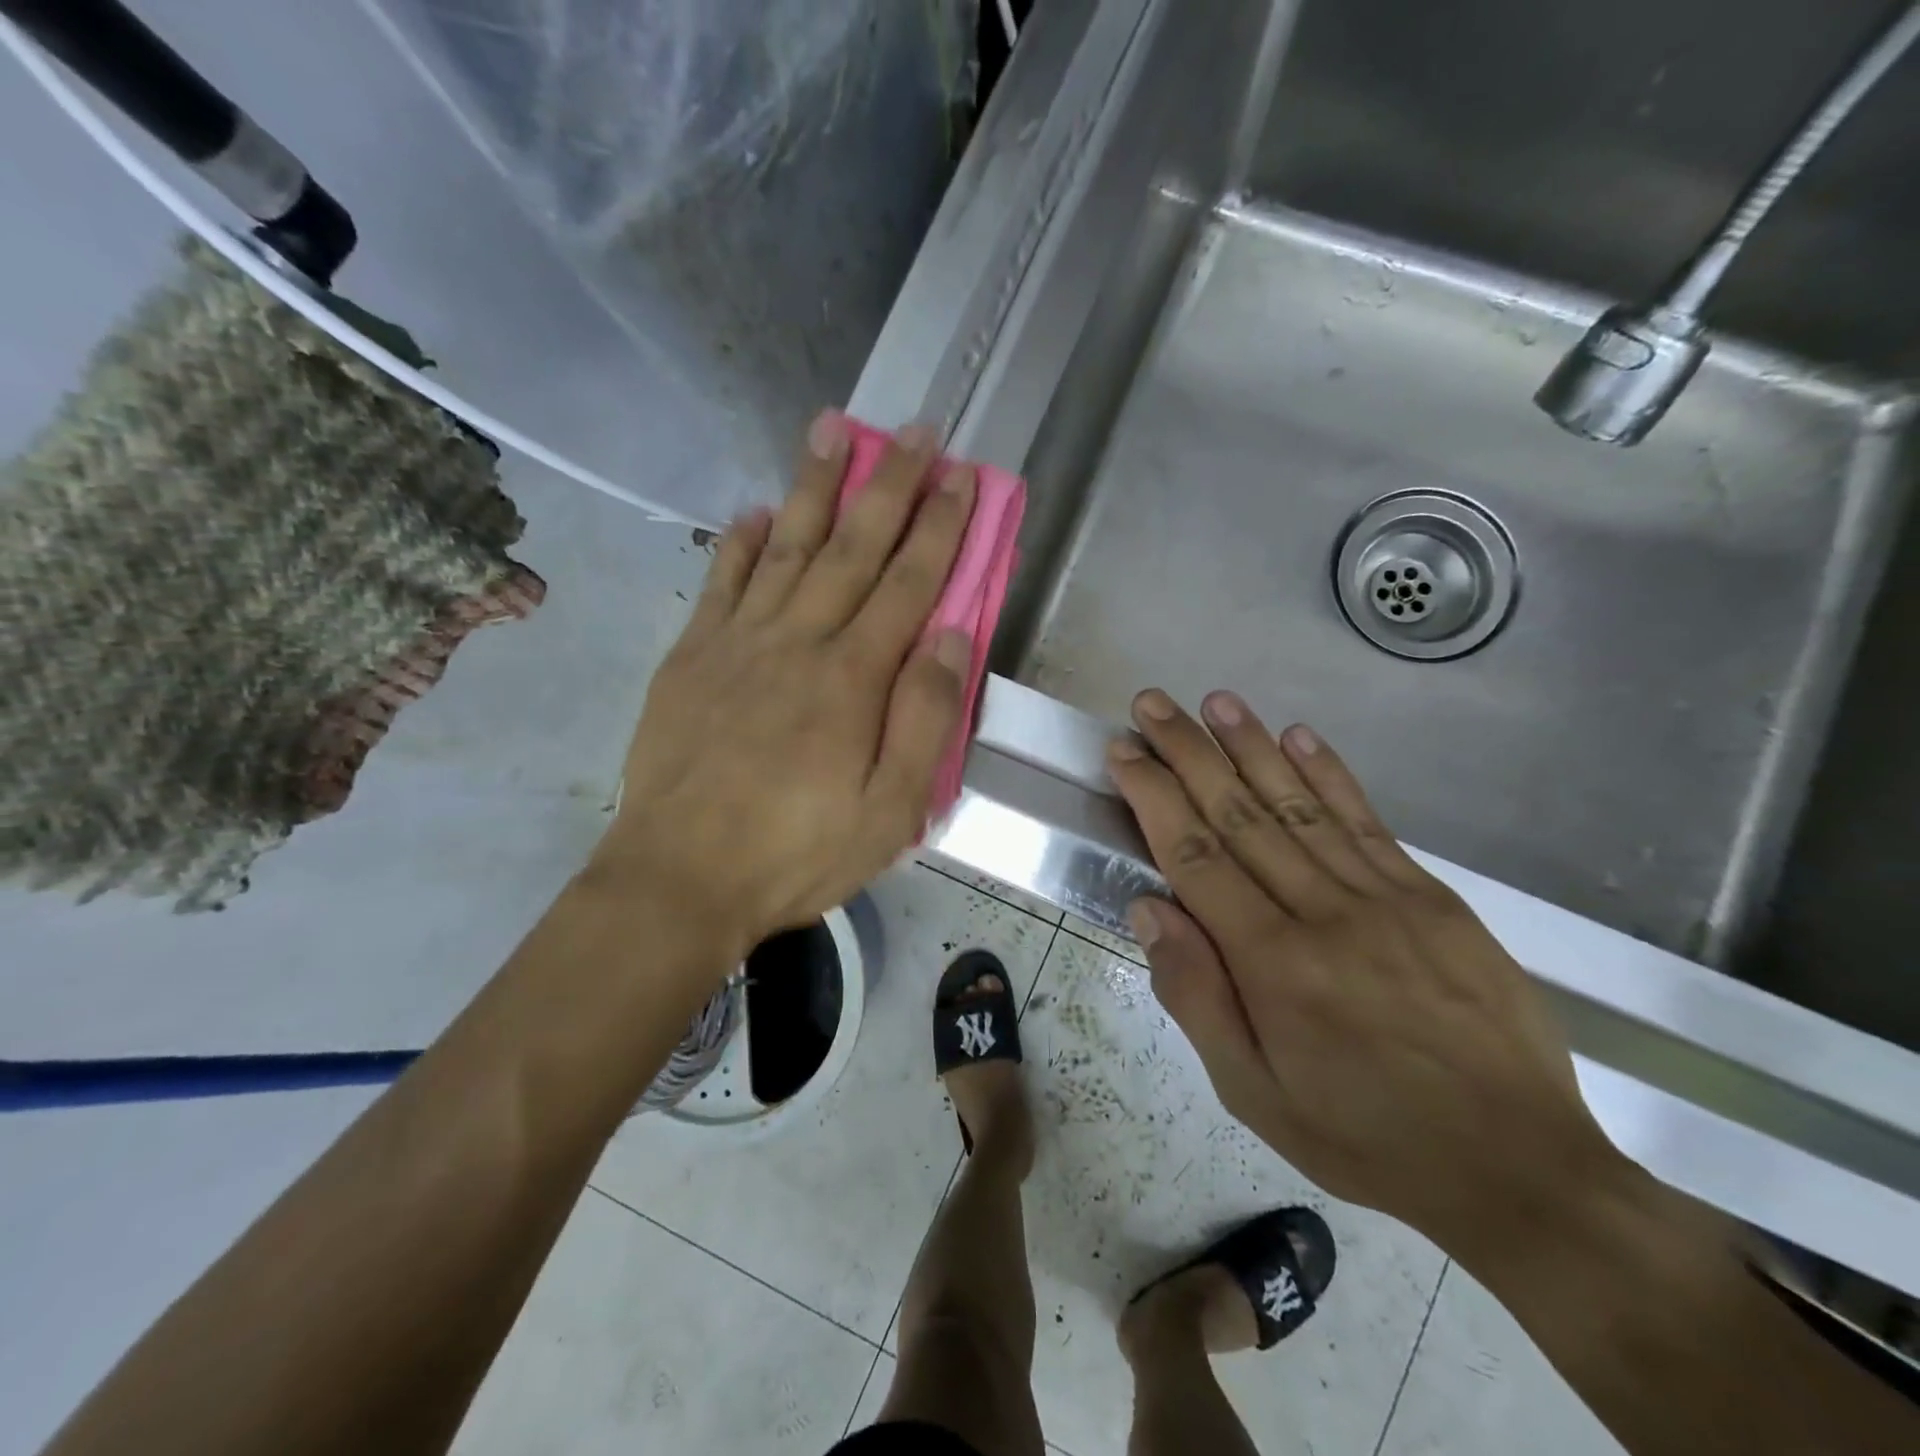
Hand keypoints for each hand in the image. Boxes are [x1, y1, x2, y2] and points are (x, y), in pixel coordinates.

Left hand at [591, 413, 976, 976]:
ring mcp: (738, 643)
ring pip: (785, 547)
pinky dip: (741, 543)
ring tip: (834, 430)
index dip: (940, 527)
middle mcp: (798, 641)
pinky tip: (756, 511)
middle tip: (917, 431)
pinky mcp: (691, 658)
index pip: (908, 584)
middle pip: (852, 547)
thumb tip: (951, 638)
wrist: (681, 879)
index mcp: (852, 678)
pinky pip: (721, 584)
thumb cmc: (798, 853)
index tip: (963, 476)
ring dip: (814, 487)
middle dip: (891, 485)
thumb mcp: (889, 810)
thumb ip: (925, 719)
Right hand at [1107, 688, 1620, 1252]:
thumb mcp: (1254, 1094)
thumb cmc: (1364, 1136)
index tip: (1124, 752)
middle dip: (1188, 752)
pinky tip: (1299, 734)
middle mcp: (1323, 912)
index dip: (1154, 796)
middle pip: (1240, 813)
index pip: (1196, 855)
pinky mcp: (1431, 896)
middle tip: (1152, 703)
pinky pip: (1367, 822)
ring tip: (1215, 701)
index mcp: (1272, 962)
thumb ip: (1196, 995)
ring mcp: (1384, 897)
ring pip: (1300, 804)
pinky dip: (1329, 773)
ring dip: (1251, 745)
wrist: (1519, 1169)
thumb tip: (1149, 908)